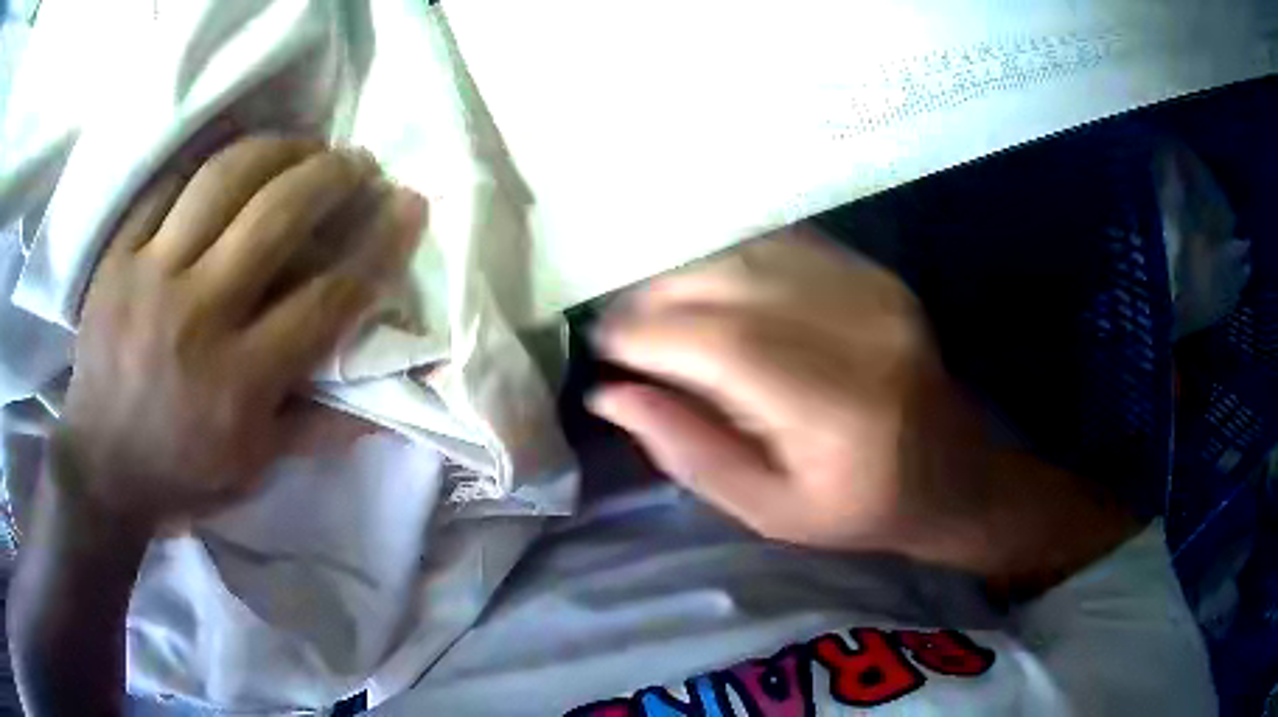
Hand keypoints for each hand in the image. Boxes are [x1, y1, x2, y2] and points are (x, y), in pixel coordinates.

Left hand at [58, 135, 426, 530]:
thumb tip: (385, 402)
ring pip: (223, 179)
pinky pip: (167, 184)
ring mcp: (149, 277)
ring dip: (278, 149)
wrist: (101, 468)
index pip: (326, 298)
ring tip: (303, 145)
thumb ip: (319, 429)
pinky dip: (208, 161)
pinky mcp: (117, 258)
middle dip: (332, 176)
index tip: (410, 207)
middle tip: (357, 161)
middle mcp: (196, 318)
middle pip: (277, 216)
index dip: (378, 246)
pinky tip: (235, 158)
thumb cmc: (183, 473)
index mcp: (239, 382)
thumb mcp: (256, 467)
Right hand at [590, 224, 1134, 590]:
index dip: (649, 336)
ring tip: (651, 303)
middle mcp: (862, 334)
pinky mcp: (877, 275)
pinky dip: (731, 256)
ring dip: (687, 271)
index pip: (722, 346)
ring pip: (753, 252)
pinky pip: (786, 243)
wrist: (955, 471)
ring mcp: (875, 292)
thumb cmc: (860, 509)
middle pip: (734, 283)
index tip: (604, 346)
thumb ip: (689, 451)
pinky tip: (704, 283)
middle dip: (657, 295)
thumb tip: (611, 395)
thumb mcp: (768, 511)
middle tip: (617, 322)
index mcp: (839, 412)